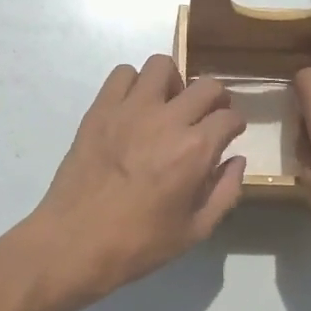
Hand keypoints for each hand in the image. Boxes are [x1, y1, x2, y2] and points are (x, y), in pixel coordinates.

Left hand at [25, 55, 246, 308]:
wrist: (74, 242)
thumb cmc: (138, 244)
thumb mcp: (195, 231)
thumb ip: (225, 192)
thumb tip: (236, 159)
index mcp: (195, 150)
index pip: (229, 116)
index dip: (235, 124)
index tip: (229, 133)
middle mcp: (167, 120)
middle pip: (206, 85)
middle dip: (215, 98)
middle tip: (208, 114)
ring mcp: (130, 109)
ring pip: (162, 66)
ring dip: (173, 82)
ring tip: (169, 104)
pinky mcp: (100, 109)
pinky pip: (122, 74)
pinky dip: (134, 83)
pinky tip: (134, 107)